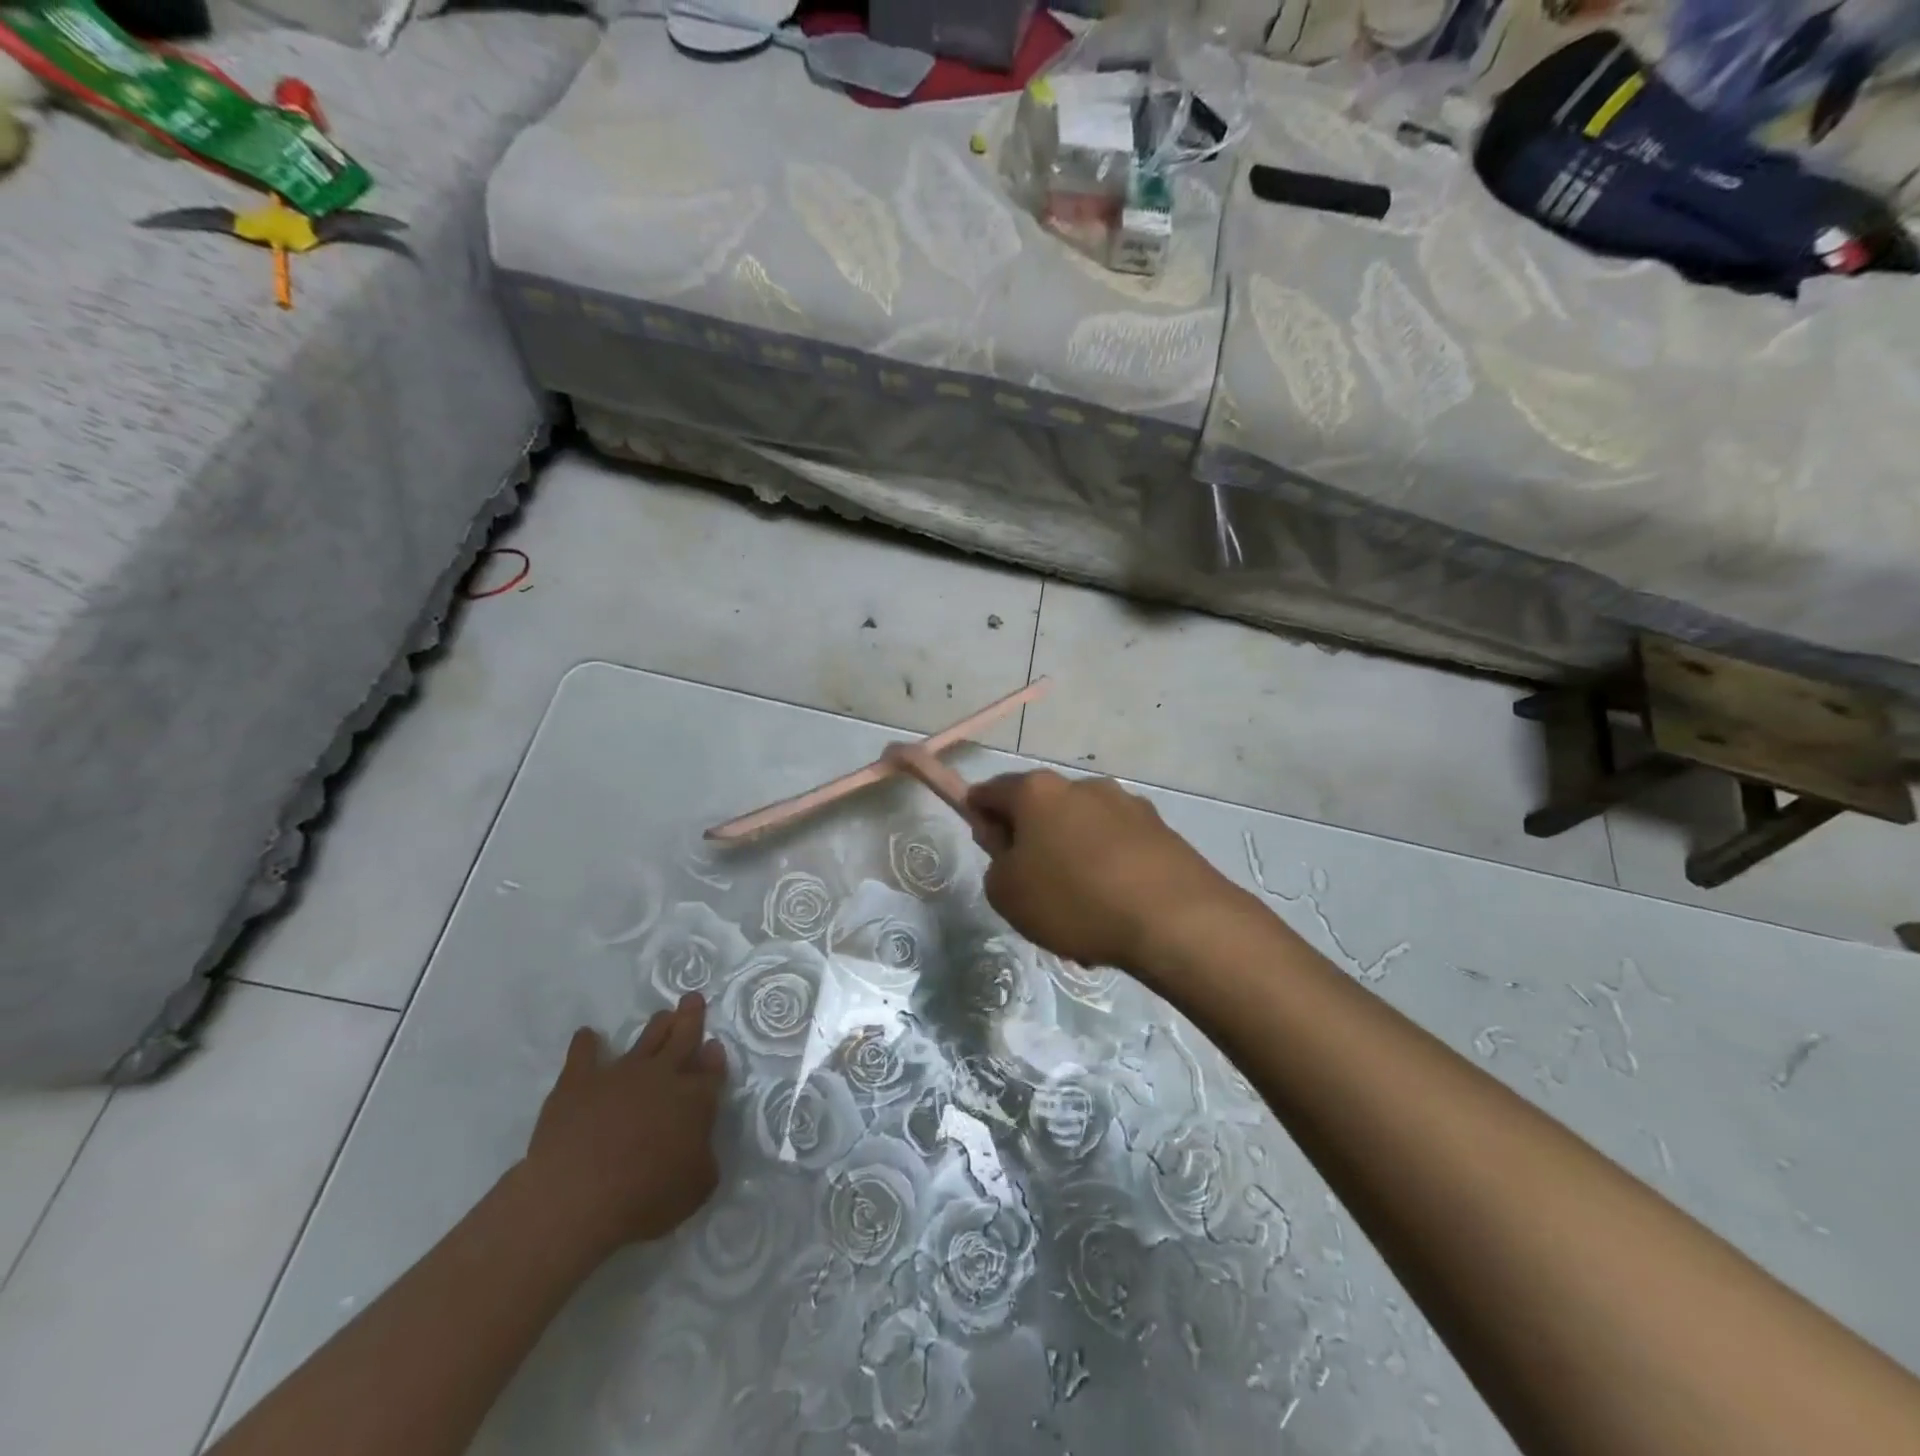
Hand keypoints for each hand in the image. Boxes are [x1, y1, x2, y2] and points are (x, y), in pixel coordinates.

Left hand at [522, 993, 727, 1259]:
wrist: (579, 1197)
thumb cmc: (646, 1197)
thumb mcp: (697, 1186)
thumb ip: (704, 1155)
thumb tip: (700, 1140)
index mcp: (694, 1100)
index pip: (711, 1072)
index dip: (714, 1059)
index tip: (714, 1046)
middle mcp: (662, 1076)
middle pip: (682, 1039)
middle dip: (690, 1018)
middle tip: (692, 999)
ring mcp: (620, 1074)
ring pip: (645, 1039)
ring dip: (656, 1026)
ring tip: (663, 1014)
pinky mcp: (579, 1082)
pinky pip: (583, 1054)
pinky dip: (586, 1043)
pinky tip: (587, 1035)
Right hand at [968, 770, 1254, 983]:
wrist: (1174, 919)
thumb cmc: (1073, 900)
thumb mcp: (1006, 893)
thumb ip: (995, 863)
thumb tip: (1011, 849)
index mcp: (1037, 791)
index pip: (991, 791)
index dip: (979, 815)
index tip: (986, 846)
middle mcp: (1082, 785)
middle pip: (1041, 808)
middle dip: (1031, 839)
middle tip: (1031, 886)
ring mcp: (1126, 804)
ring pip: (1081, 829)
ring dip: (1071, 856)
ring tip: (1079, 910)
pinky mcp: (1160, 828)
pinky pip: (1116, 847)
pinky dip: (1107, 869)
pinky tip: (1113, 912)